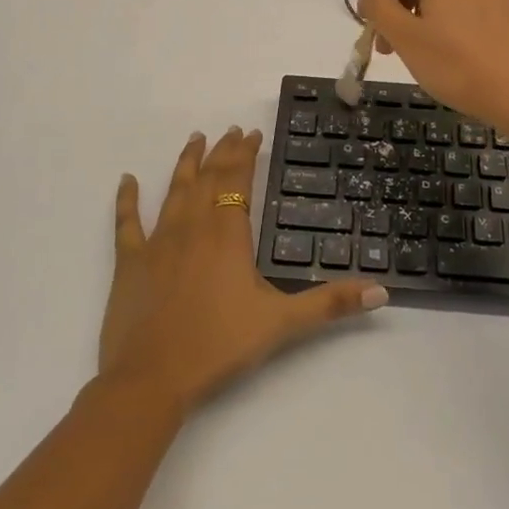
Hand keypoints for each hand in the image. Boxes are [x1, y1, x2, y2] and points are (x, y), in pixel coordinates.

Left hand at [100, 128, 385, 412]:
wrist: (152, 378)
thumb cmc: (219, 345)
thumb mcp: (282, 323)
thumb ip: (331, 303)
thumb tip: (381, 292)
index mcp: (227, 234)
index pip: (238, 180)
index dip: (245, 154)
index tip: (252, 133)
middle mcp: (192, 227)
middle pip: (208, 178)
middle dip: (221, 152)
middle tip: (230, 130)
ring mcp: (157, 242)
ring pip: (174, 190)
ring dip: (186, 163)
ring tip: (194, 139)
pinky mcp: (129, 261)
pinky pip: (126, 222)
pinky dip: (127, 199)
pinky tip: (127, 180)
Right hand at [356, 0, 508, 139]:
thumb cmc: (459, 66)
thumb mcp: (405, 39)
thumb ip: (378, 5)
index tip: (372, 22)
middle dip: (401, 5)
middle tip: (394, 47)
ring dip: (430, 14)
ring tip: (429, 54)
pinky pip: (478, 3)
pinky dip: (461, 20)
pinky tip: (465, 53)